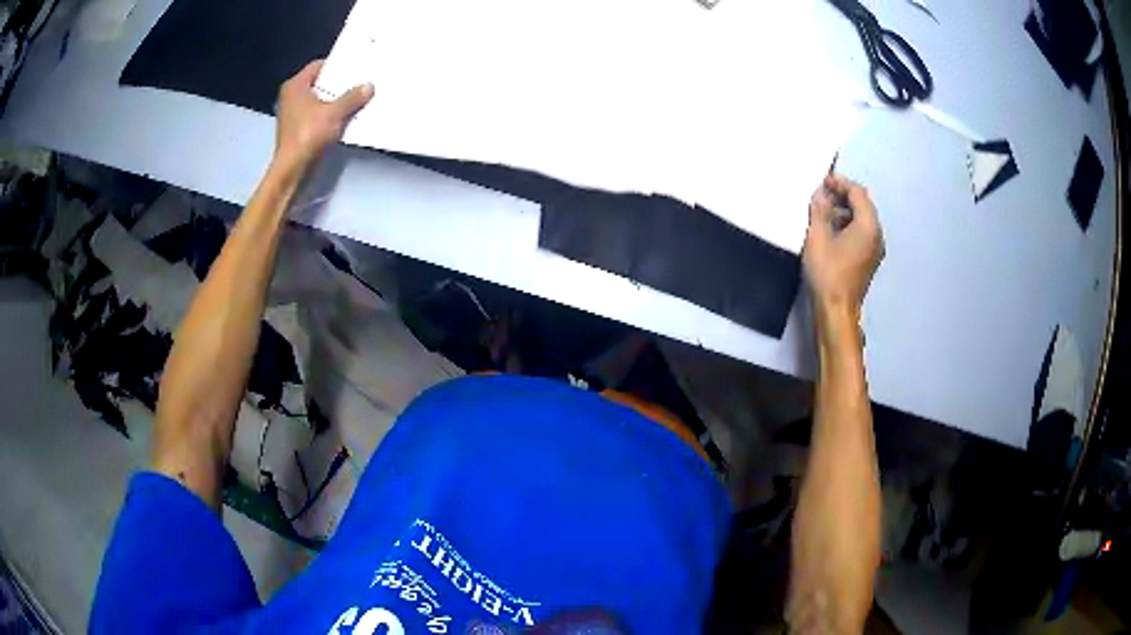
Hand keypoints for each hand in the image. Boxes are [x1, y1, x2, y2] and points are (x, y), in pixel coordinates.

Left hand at [273, 60, 373, 171]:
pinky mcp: (299, 128)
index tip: (356, 67)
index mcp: (295, 86)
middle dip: (339, 84)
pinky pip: (319, 114)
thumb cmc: (308, 135)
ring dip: (337, 100)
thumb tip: (369, 86)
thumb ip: (352, 97)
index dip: (337, 65)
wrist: (293, 169)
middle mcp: (292, 97)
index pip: (319, 66)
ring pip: (320, 100)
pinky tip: (348, 115)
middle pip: (320, 83)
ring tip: (358, 97)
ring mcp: (294, 113)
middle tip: (361, 80)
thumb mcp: (334, 113)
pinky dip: (331, 114)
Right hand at [802, 175, 884, 315]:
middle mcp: (877, 234)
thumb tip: (820, 194)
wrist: (836, 311)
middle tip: (822, 193)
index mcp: (868, 225)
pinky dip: (849, 225)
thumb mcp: (817, 237)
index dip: (840, 183)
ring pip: (863, 219)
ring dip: (845, 210)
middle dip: (844, 196)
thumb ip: (820, 210)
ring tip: (823, 211)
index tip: (823, 181)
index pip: (858, 193)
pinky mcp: (869, 259)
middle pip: (863, 205)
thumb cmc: (828, 273)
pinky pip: (862, 232)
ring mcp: (875, 248)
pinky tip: (832, 230)